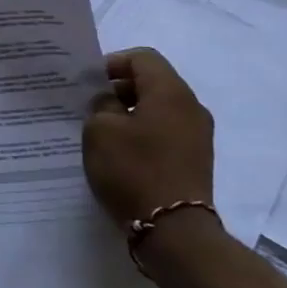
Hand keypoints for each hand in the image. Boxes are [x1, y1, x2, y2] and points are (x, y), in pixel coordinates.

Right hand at [82, 48, 214, 223]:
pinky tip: (122, 153)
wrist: (173, 229)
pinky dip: (144, 133)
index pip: (142, 58)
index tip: (89, 84)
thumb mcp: (100, 130)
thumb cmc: (133, 170)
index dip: (112, 64)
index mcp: (170, 91)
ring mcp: (198, 135)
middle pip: (153, 81)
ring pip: (160, 108)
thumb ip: (101, 104)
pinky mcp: (196, 159)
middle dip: (120, 89)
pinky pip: (166, 131)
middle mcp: (191, 107)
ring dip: (131, 113)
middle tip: (91, 107)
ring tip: (104, 132)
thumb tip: (111, 101)